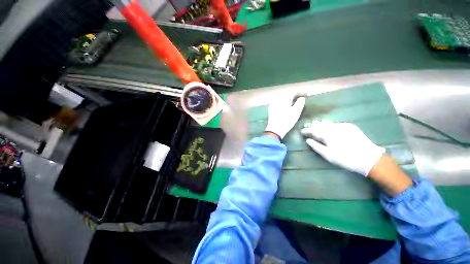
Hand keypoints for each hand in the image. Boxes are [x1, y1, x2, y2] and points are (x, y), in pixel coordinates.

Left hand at [265, 96, 305, 138]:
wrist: (275, 129)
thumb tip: (302, 98)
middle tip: (300, 98)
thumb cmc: (287, 120)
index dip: (300, 92)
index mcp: (284, 98)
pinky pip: (278, 103)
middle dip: (294, 96)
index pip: (293, 92)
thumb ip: (300, 102)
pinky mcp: (271, 110)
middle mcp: (277, 99)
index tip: (306, 94)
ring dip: (288, 99)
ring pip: (282, 99)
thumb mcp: (296, 111)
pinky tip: (286, 107)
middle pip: (287, 95)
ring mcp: (273, 104)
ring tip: (294, 103)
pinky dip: (283, 103)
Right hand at [301, 120, 384, 175]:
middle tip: (308, 128)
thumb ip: (316, 146)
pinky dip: (330, 125)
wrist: (369, 158)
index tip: (302, 132)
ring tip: (317, 126)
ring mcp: (343, 126)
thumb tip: (308, 140)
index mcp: (327, 134)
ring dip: (321, 124)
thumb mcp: (328, 155)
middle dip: (313, 126)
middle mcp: (334, 127)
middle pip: (320, 124)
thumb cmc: (345, 158)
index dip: (306, 130)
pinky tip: (329, 128)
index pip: (313, 130)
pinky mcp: (350, 126)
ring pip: (328, 123)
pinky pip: (336, 123)